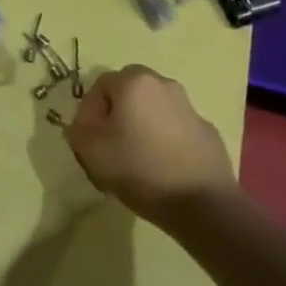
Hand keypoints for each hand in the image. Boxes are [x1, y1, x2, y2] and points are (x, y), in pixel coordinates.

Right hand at [62, 65, 235, 222]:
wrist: (202, 203)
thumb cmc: (140, 169)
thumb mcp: (91, 151)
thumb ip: (77, 130)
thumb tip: (81, 125)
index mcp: (135, 83)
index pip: (100, 84)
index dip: (89, 111)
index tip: (89, 139)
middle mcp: (164, 85)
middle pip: (129, 91)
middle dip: (116, 112)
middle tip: (110, 143)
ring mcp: (190, 108)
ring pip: (154, 108)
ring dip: (141, 124)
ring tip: (136, 158)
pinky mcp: (207, 131)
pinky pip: (176, 128)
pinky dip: (165, 139)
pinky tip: (163, 167)